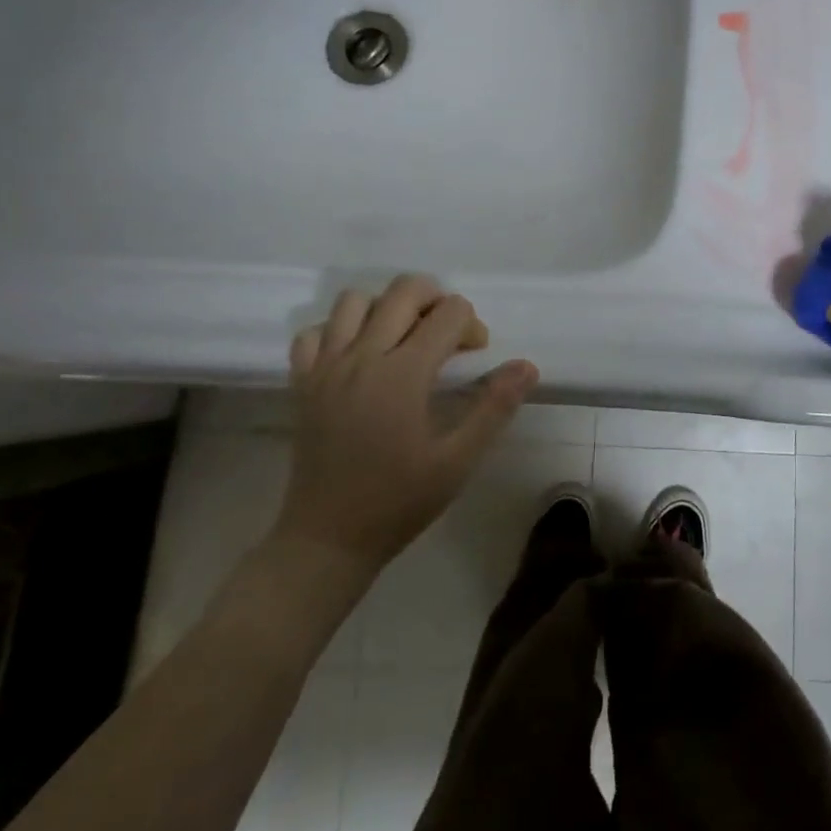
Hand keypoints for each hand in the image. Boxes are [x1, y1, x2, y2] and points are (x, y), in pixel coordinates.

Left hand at [273, 275, 539, 573]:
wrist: (328, 539)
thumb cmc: (399, 501)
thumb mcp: (458, 460)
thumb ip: (494, 407)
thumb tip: (527, 366)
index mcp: (404, 374)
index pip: (449, 313)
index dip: (471, 326)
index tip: (475, 355)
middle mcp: (362, 357)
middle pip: (404, 290)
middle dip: (436, 299)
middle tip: (447, 334)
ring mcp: (326, 367)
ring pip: (355, 300)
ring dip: (387, 307)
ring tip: (403, 338)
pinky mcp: (303, 382)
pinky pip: (315, 331)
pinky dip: (339, 330)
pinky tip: (358, 356)